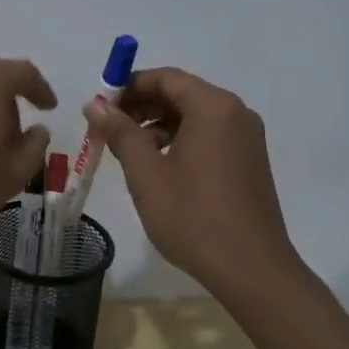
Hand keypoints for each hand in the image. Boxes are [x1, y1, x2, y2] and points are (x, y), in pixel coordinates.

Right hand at [87, 67, 297, 293]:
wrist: (252, 270)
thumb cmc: (193, 217)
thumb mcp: (146, 173)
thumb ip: (120, 132)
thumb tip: (95, 104)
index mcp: (213, 107)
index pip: (164, 78)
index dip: (127, 87)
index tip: (99, 107)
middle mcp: (235, 112)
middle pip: (180, 92)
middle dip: (141, 105)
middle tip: (107, 128)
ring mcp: (246, 137)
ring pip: (193, 114)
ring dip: (157, 124)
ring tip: (128, 150)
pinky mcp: (248, 159)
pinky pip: (208, 134)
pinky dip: (179, 139)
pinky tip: (158, 165)